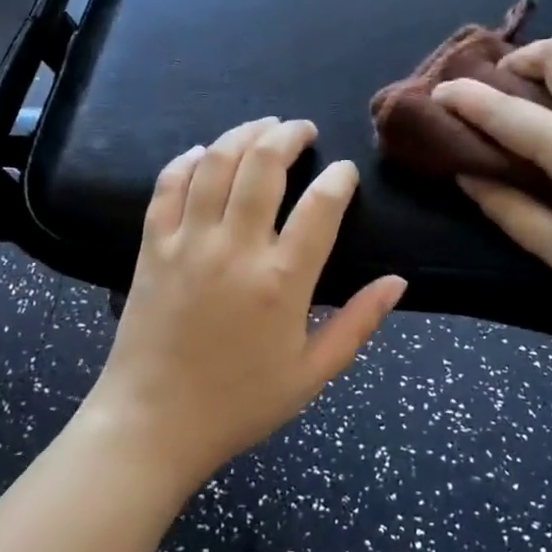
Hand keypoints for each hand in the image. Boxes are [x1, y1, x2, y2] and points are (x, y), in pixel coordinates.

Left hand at [84, 117, 406, 487]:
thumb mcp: (312, 374)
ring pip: (216, 163)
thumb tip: (399, 281)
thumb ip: (358, 324)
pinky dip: (186, 161)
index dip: (340, 178)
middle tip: (302, 129)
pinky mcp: (154, 246)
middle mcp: (235, 249)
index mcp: (281, 281)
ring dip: (242, 134)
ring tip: (262, 126)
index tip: (345, 172)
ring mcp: (189, 242)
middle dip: (288, 135)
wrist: (152, 425)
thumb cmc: (239, 403)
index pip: (321, 206)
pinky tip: (202, 152)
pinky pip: (167, 186)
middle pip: (264, 165)